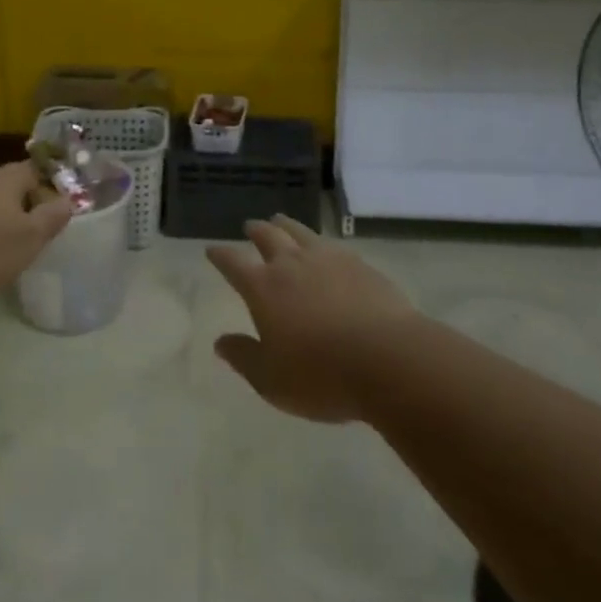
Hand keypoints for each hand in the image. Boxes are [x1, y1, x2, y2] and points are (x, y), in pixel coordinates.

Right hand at [207, 215, 416, 422]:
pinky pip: (331, 244)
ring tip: (280, 220)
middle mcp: (291, 265)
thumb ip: (244, 358)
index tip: (212, 250)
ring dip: (286, 225)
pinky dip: (319, 241)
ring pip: (300, 232)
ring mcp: (327, 259)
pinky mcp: (359, 264)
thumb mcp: (271, 380)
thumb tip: (220, 342)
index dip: (220, 256)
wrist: (388, 359)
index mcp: (263, 288)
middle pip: (268, 236)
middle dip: (255, 230)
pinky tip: (324, 247)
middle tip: (249, 226)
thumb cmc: (321, 375)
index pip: (233, 263)